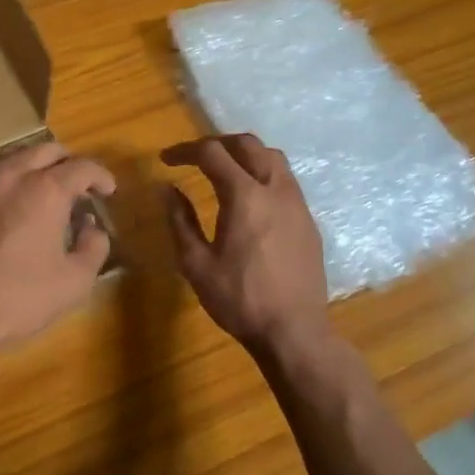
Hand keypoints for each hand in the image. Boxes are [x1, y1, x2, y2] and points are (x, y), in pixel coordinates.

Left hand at [0, 142, 115, 370]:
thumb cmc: (17, 299)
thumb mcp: (73, 282)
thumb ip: (94, 247)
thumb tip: (91, 228)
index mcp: (45, 189)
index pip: (82, 167)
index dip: (101, 176)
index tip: (107, 190)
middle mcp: (10, 174)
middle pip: (46, 150)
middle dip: (67, 163)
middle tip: (77, 188)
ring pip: (12, 157)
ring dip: (34, 167)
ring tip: (42, 192)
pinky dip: (5, 183)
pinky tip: (7, 208)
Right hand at [161, 134, 332, 362]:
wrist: (294, 331)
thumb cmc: (239, 299)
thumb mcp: (196, 263)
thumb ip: (180, 220)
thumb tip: (169, 189)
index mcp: (244, 196)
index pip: (212, 153)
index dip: (185, 151)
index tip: (166, 161)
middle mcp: (275, 189)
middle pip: (248, 144)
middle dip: (217, 143)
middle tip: (194, 157)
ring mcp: (297, 204)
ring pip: (273, 158)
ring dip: (245, 155)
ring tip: (224, 170)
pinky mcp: (308, 221)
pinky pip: (286, 181)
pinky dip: (263, 174)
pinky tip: (251, 198)